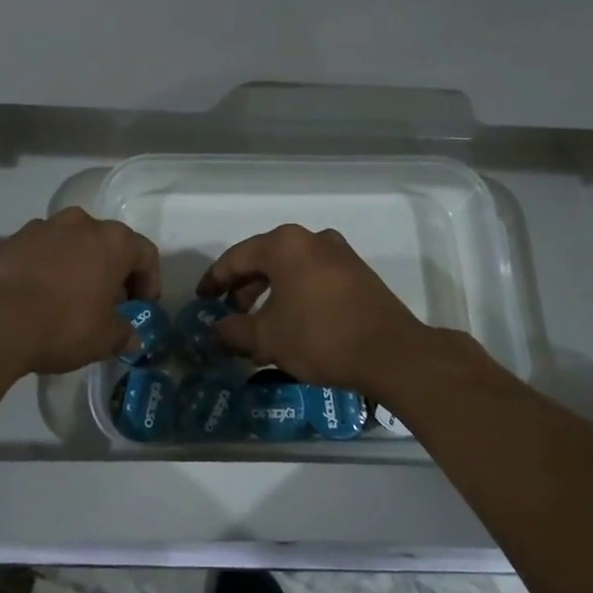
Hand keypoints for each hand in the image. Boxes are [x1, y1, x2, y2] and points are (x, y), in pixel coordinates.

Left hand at [0, 208, 159, 374]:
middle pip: (107, 243)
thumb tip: (132, 338)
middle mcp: (80, 223)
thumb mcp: (102, 339)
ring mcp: (42, 227)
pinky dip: (46, 269)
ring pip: (71, 244)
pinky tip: (38, 298)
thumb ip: (123, 334)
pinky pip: (40, 252)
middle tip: (108, 304)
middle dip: (112, 272)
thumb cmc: (62, 324)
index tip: (141, 307)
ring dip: (77, 266)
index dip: (149, 282)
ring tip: (70, 299)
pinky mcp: (10, 239)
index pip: (145, 254)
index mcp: (112, 240)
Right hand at [197, 224, 434, 392]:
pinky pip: (314, 278)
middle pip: (266, 260)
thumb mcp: (267, 338)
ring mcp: (340, 255)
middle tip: (229, 312)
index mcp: (285, 245)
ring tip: (258, 324)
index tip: (201, 298)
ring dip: (270, 293)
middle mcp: (312, 239)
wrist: (391, 353)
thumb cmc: (319, 336)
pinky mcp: (359, 274)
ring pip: (292, 270)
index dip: (215, 279)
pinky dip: (295, 295)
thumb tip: (214, 332)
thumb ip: (234, 331)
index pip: (238, 257)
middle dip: (244, 287)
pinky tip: (290, 323)